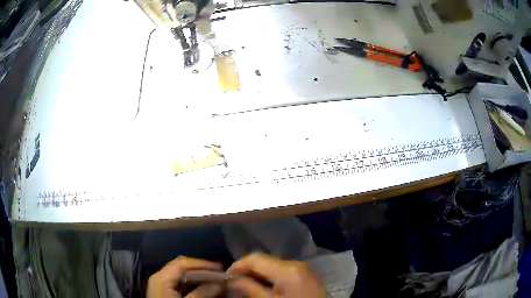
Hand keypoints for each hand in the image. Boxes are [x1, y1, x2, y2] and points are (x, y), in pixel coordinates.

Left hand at [147, 256, 222, 297]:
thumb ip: (202, 293)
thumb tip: (220, 283)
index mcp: (162, 277)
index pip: (183, 263)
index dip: (202, 263)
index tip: (220, 268)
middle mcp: (159, 276)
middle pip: (181, 266)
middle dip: (200, 268)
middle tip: (218, 273)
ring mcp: (160, 283)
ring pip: (180, 273)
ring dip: (197, 275)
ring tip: (213, 279)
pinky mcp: (163, 290)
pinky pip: (178, 281)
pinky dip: (191, 282)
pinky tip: (201, 287)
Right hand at [228, 253, 324, 297]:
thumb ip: (250, 288)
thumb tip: (231, 279)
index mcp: (288, 269)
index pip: (256, 258)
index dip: (238, 265)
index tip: (226, 276)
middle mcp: (298, 263)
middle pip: (266, 260)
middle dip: (248, 269)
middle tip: (235, 282)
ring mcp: (305, 269)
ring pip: (274, 265)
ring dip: (259, 273)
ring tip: (248, 285)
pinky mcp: (308, 276)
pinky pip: (285, 271)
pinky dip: (272, 277)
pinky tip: (266, 287)